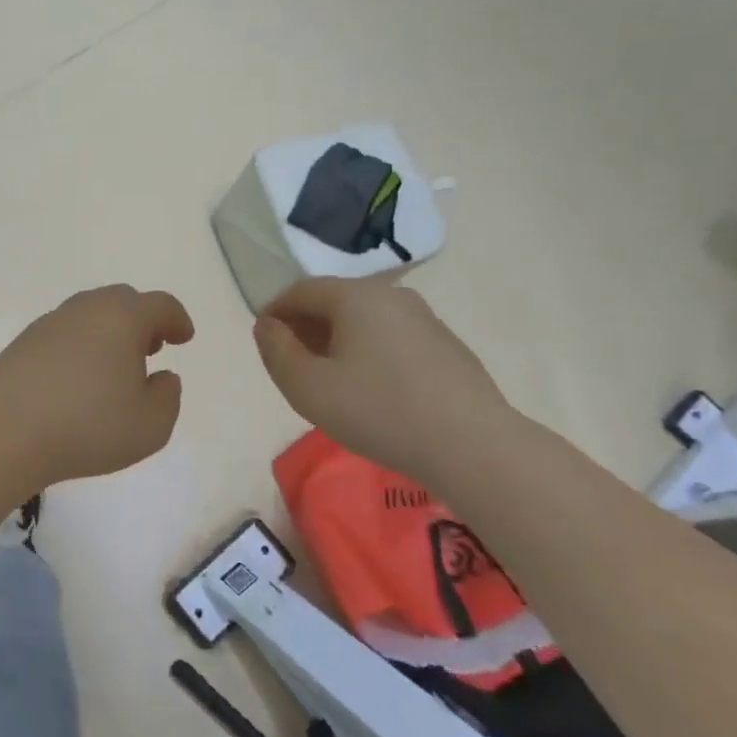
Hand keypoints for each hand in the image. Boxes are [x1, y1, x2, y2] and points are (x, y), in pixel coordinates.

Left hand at [0, 285, 194, 486]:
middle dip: (142, 320)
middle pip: (122, 300)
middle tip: (150, 348)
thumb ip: (168, 397)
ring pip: (89, 313)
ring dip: (108, 330)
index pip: (159, 305)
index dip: (177, 319)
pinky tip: (76, 376)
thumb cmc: (88, 428)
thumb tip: (163, 377)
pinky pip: (63, 332)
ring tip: (113, 365)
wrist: (7, 433)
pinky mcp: (23, 342)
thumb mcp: (150, 426)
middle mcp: (86, 310)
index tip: (183, 338)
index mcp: (122, 319)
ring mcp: (50, 323)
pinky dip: (79, 344)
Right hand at [253, 277, 509, 482]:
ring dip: (338, 341)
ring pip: (365, 321)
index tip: (264, 341)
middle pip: (334, 301)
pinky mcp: (446, 347)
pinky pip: (392, 339)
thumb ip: (276, 351)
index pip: (301, 290)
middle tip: (292, 364)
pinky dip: (369, 353)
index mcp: (355, 296)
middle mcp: (392, 296)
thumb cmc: (378, 411)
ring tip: (330, 380)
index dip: (275, 312)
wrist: (472, 446)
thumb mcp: (307, 387)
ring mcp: (425, 320)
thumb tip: (267, 326)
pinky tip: (372, 391)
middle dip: (306, 327)